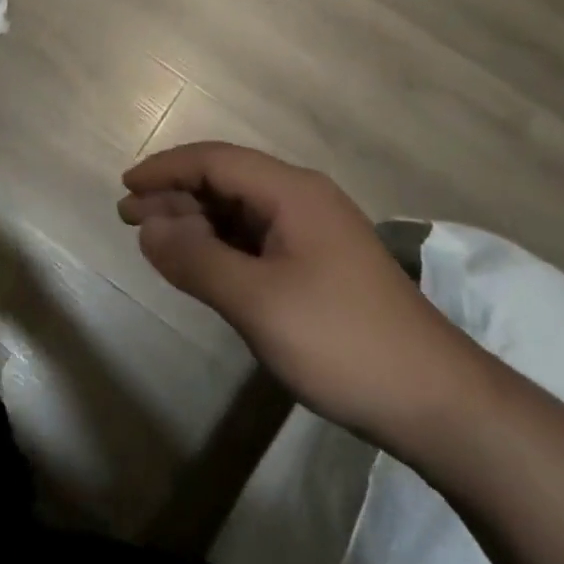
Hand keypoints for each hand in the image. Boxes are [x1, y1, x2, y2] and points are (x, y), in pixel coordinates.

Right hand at [119, 142, 481, 448]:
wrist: (438, 403)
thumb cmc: (342, 342)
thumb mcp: (257, 302)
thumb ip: (196, 259)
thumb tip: (148, 228)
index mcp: (292, 192)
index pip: (214, 160)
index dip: (165, 169)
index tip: (125, 188)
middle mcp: (303, 200)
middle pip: (226, 181)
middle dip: (175, 194)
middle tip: (128, 217)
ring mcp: (314, 233)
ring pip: (240, 211)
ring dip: (195, 221)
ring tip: (153, 239)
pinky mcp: (320, 266)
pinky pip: (257, 239)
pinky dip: (220, 245)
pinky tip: (199, 263)